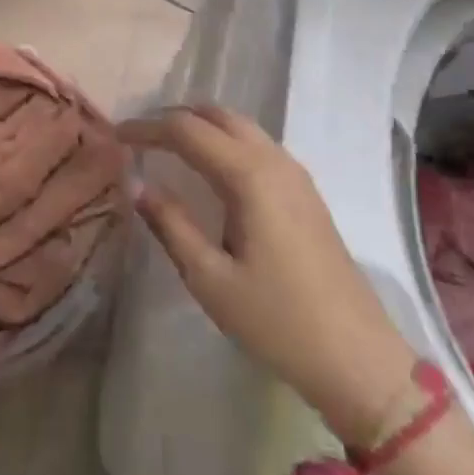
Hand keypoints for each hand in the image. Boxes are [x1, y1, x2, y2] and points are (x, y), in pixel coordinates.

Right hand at [118, 106, 417, 440]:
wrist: (358, 358)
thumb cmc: (277, 321)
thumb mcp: (210, 278)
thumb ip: (170, 224)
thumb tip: (136, 184)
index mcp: (249, 175)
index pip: (187, 130)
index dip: (147, 128)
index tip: (116, 136)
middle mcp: (274, 160)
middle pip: (216, 115)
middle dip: (175, 118)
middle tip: (140, 138)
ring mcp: (295, 174)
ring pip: (240, 127)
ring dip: (202, 127)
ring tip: (167, 149)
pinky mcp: (306, 192)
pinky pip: (257, 145)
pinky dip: (225, 142)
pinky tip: (210, 171)